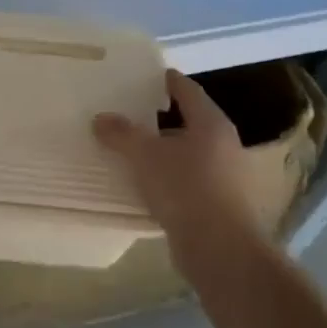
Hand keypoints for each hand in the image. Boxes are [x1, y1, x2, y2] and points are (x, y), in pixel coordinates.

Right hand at [93, 70, 259, 255]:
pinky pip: (188, 183)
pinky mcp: (220, 206)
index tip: (145, 76)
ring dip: (163, 152)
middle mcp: (224, 145)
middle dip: (160, 119)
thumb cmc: (186, 189)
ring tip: (132, 150)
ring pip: (188, 155)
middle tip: (130, 112)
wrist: (222, 251)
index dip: (166, 81)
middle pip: (189, 122)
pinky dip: (168, 179)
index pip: (187, 90)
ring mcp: (226, 178)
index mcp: (211, 123)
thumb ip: (122, 134)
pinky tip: (145, 186)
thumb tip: (100, 118)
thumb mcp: (145, 156)